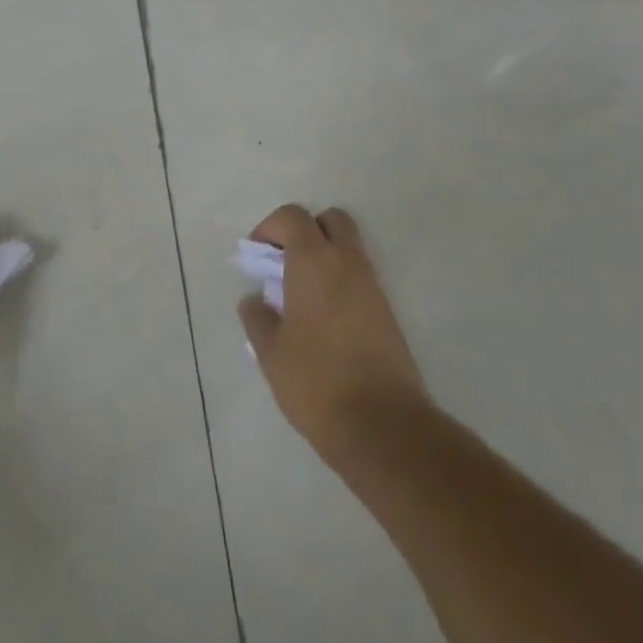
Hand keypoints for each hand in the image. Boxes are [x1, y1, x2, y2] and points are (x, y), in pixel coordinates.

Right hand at [239, 205, 427, 459]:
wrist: (383, 424)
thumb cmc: (317, 381)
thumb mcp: (271, 354)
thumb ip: (257, 318)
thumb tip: (254, 301)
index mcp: (314, 261)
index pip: (293, 217)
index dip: (270, 227)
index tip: (257, 255)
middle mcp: (347, 262)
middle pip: (331, 220)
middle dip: (306, 230)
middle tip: (285, 262)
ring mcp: (373, 286)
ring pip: (349, 248)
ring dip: (326, 256)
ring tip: (301, 295)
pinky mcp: (388, 312)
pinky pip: (361, 277)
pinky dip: (341, 282)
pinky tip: (324, 319)